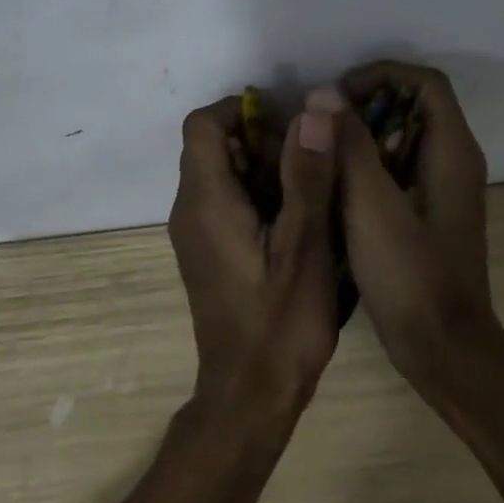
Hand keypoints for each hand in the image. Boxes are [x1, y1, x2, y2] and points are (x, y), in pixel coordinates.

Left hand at [168, 93, 341, 423]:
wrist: (248, 395)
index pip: (204, 124)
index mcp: (206, 200)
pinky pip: (222, 200)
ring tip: (310, 188)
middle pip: (211, 145)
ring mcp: (193, 233)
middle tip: (310, 159)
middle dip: (260, 138)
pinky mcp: (205, 251)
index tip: (290, 124)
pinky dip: (255, 192)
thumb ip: (308, 174)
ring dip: (261, 166)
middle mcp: (188, 209)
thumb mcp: (305, 245)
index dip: (244, 110)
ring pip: (219, 171)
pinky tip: (295, 220)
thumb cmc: (281, 323)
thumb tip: (315, 106)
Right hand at [328, 62, 496, 379]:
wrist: (442, 348)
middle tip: (323, 124)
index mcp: (452, 151)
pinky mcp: (429, 213)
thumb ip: (350, 146)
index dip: (381, 75)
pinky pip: (399, 168)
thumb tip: (324, 94)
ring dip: (364, 134)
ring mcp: (443, 189)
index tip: (338, 95)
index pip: (425, 83)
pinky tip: (334, 184)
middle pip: (414, 105)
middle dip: (367, 103)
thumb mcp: (371, 206)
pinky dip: (369, 163)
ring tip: (321, 149)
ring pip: (404, 137)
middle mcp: (454, 161)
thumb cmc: (410, 275)